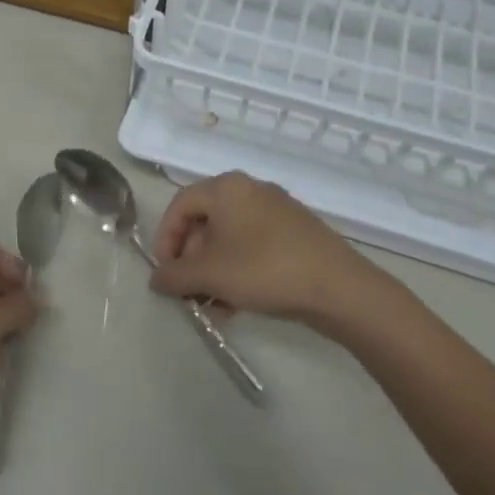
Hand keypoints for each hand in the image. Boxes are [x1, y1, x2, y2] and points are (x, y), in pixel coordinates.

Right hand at [152, 172, 379, 330]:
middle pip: (205, 222)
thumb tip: (156, 279)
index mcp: (226, 187)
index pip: (180, 205)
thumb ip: (174, 275)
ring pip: (229, 239)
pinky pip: (253, 247)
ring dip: (213, 272)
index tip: (164, 272)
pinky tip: (235, 306)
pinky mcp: (294, 234)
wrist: (339, 287)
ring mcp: (276, 211)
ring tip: (211, 307)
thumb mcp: (210, 274)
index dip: (165, 238)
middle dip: (191, 260)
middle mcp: (250, 190)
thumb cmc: (264, 269)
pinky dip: (237, 272)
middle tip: (188, 292)